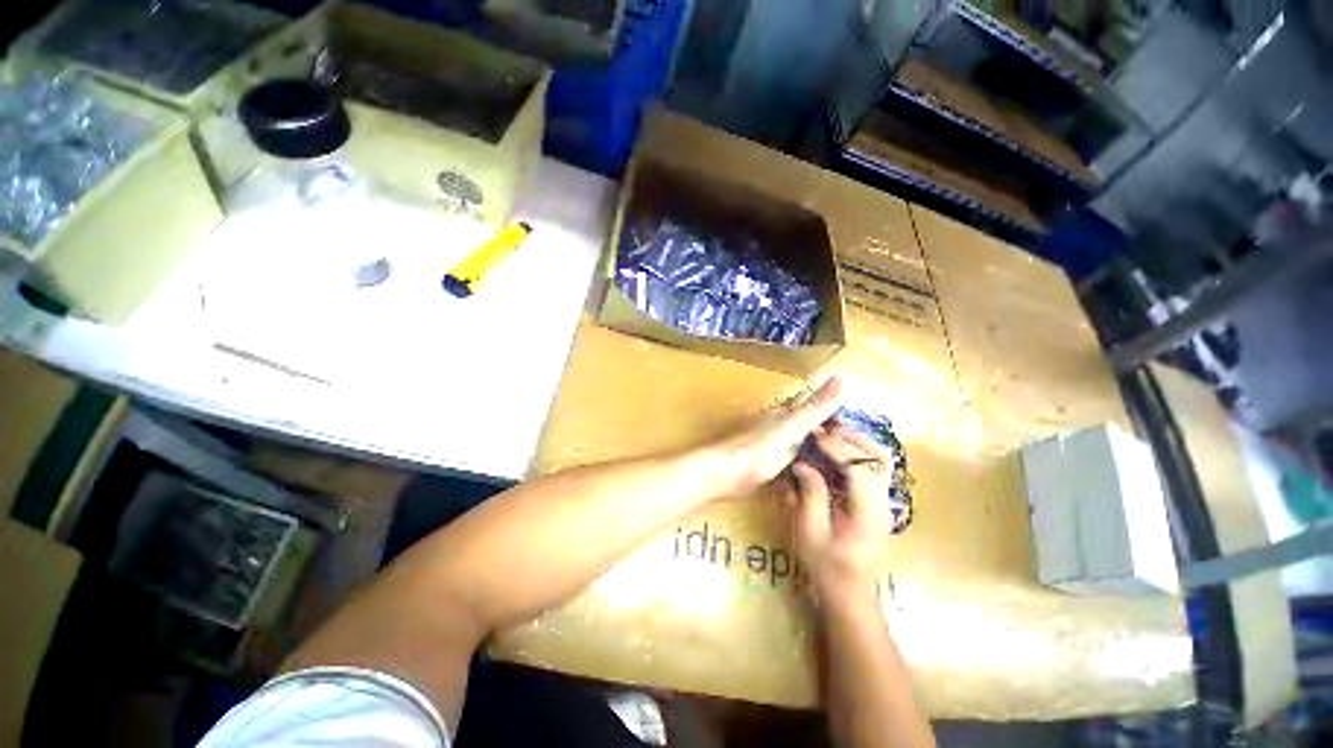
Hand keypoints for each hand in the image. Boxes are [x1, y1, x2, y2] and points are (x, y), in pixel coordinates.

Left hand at [709, 378, 843, 494]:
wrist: (726, 474)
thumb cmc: (759, 449)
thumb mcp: (792, 426)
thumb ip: (815, 406)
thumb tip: (839, 377)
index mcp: (785, 413)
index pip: (814, 405)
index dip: (835, 412)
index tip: (859, 425)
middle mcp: (779, 426)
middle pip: (809, 426)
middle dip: (829, 435)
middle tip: (856, 452)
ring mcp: (772, 447)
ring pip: (801, 446)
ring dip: (818, 454)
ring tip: (844, 470)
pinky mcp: (767, 466)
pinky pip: (792, 465)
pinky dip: (804, 470)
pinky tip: (817, 483)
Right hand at [788, 424, 894, 599]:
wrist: (850, 593)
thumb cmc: (826, 566)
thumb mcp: (811, 533)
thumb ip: (810, 495)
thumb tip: (802, 465)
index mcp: (867, 513)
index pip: (858, 469)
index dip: (836, 447)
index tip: (815, 433)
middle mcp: (883, 504)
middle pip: (878, 459)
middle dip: (851, 438)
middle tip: (825, 426)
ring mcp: (885, 503)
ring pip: (882, 461)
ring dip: (859, 441)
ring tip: (834, 430)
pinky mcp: (879, 503)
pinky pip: (876, 469)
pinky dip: (861, 452)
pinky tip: (842, 447)